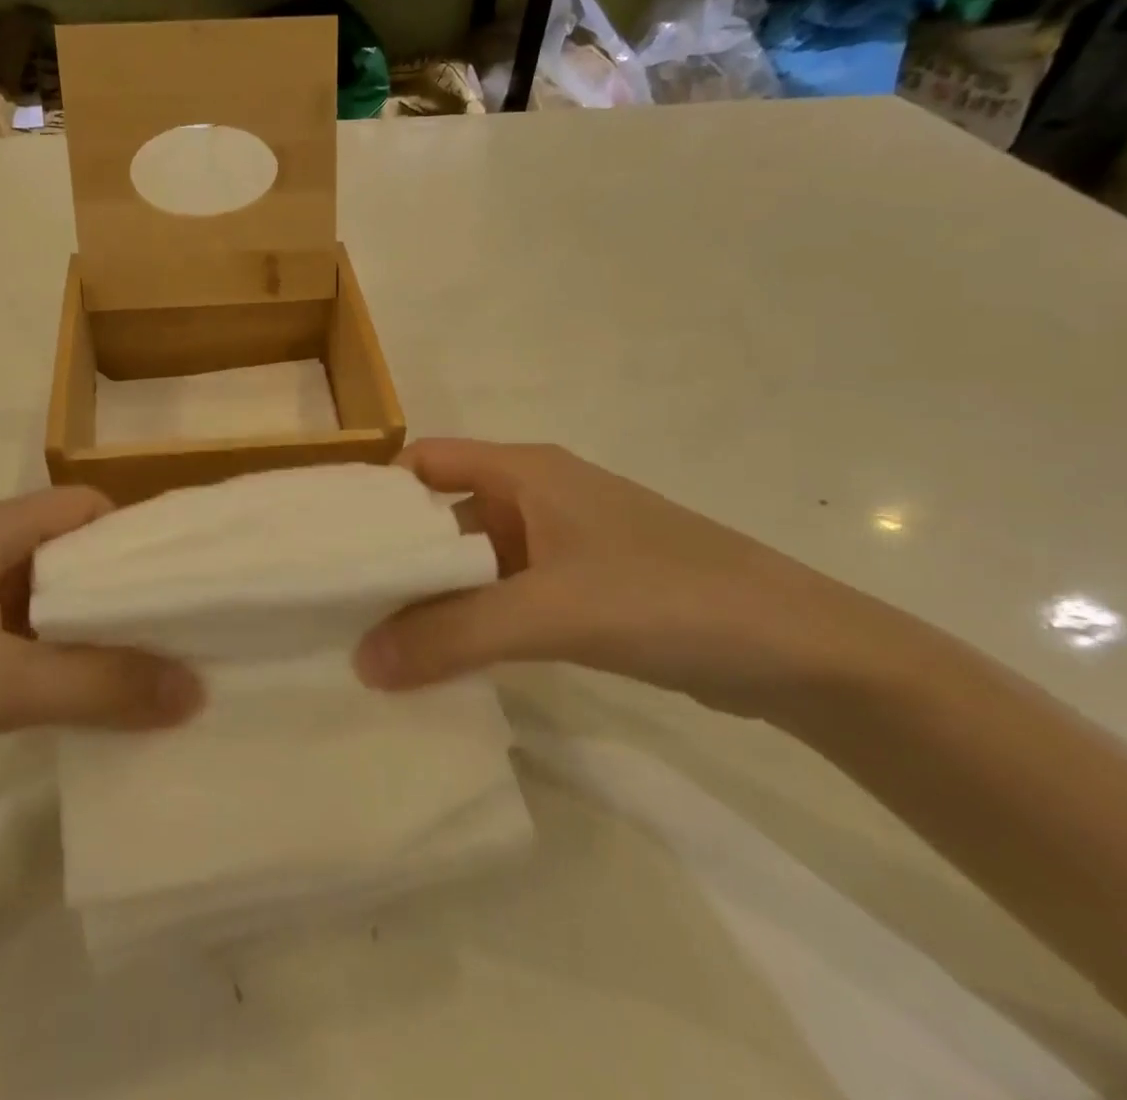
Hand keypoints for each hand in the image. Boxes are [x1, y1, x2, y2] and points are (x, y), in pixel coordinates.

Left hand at [0, 488, 202, 816]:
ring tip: (149, 673)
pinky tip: (79, 701)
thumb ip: (98, 685)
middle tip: (184, 637)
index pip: (87, 511)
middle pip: (70, 555)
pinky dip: (51, 661)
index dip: (140, 541)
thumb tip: (195, 690)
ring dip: (89, 633)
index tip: (191, 585)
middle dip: (123, 594)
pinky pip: (12, 638)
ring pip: (41, 601)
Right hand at [355, 439, 914, 720]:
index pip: (422, 464)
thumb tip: (360, 662)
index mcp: (523, 470)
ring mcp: (558, 544)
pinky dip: (469, 619)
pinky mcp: (579, 588)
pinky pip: (502, 594)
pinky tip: (441, 658)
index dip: (373, 494)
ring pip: (470, 559)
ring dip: (430, 594)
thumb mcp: (552, 612)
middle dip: (392, 554)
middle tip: (335, 600)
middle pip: (439, 513)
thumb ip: (454, 635)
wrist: (801, 652)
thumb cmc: (669, 598)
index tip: (325, 541)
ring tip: (372, 636)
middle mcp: (534, 496)